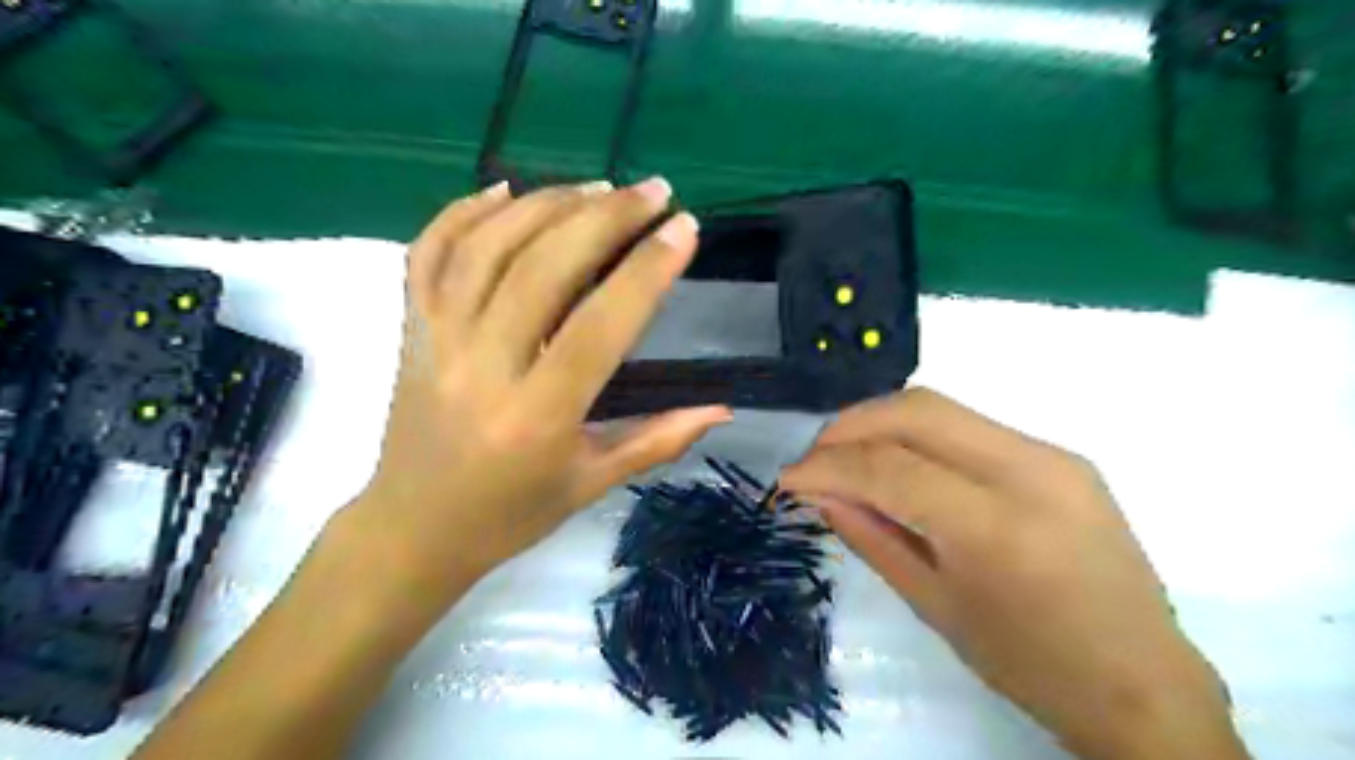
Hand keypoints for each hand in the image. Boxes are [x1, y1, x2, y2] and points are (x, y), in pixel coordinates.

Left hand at [346, 178, 730, 606]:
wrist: (412, 531)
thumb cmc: (509, 515)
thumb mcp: (591, 484)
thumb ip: (659, 440)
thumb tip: (722, 409)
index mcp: (536, 416)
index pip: (598, 327)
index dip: (646, 272)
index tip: (684, 228)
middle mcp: (481, 368)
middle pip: (542, 269)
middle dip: (605, 218)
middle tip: (653, 191)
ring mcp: (436, 341)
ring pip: (487, 248)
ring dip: (547, 204)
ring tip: (598, 187)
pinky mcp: (411, 329)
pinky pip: (428, 253)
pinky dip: (464, 211)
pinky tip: (506, 189)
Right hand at [780, 389, 1242, 759]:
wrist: (1143, 683)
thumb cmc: (1031, 666)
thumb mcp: (935, 606)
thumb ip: (871, 536)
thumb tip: (819, 493)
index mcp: (995, 527)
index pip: (889, 468)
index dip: (827, 467)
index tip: (787, 480)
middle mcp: (1029, 471)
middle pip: (915, 411)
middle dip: (849, 426)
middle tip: (814, 459)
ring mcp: (1051, 455)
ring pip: (939, 407)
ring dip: (879, 423)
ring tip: (846, 458)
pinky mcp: (1059, 455)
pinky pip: (967, 426)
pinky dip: (917, 435)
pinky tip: (897, 463)